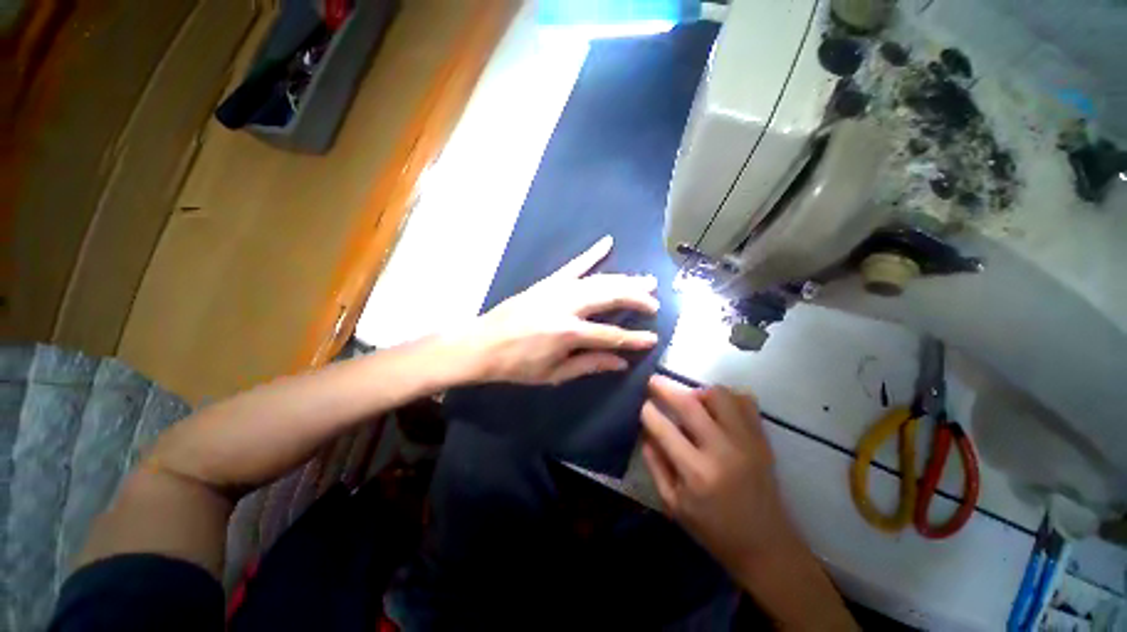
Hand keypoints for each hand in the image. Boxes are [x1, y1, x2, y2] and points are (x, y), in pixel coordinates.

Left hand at [449, 236, 660, 384]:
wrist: (481, 344)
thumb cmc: (516, 365)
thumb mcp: (553, 373)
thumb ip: (589, 364)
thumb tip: (620, 362)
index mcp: (568, 333)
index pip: (611, 335)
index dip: (634, 339)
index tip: (653, 338)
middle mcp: (566, 306)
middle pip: (610, 297)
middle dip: (636, 298)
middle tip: (654, 302)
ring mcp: (556, 290)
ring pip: (599, 280)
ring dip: (624, 279)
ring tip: (645, 280)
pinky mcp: (547, 282)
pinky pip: (573, 265)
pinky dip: (591, 253)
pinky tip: (607, 242)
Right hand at [640, 376, 801, 576]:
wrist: (765, 545)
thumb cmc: (713, 529)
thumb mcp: (673, 505)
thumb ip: (655, 465)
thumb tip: (646, 432)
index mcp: (696, 472)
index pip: (664, 428)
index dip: (648, 411)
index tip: (643, 405)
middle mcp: (722, 450)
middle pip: (689, 404)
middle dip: (665, 387)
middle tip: (654, 381)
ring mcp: (746, 441)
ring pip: (719, 395)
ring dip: (698, 392)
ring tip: (691, 402)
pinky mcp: (762, 439)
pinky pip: (745, 401)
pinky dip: (727, 398)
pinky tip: (717, 410)